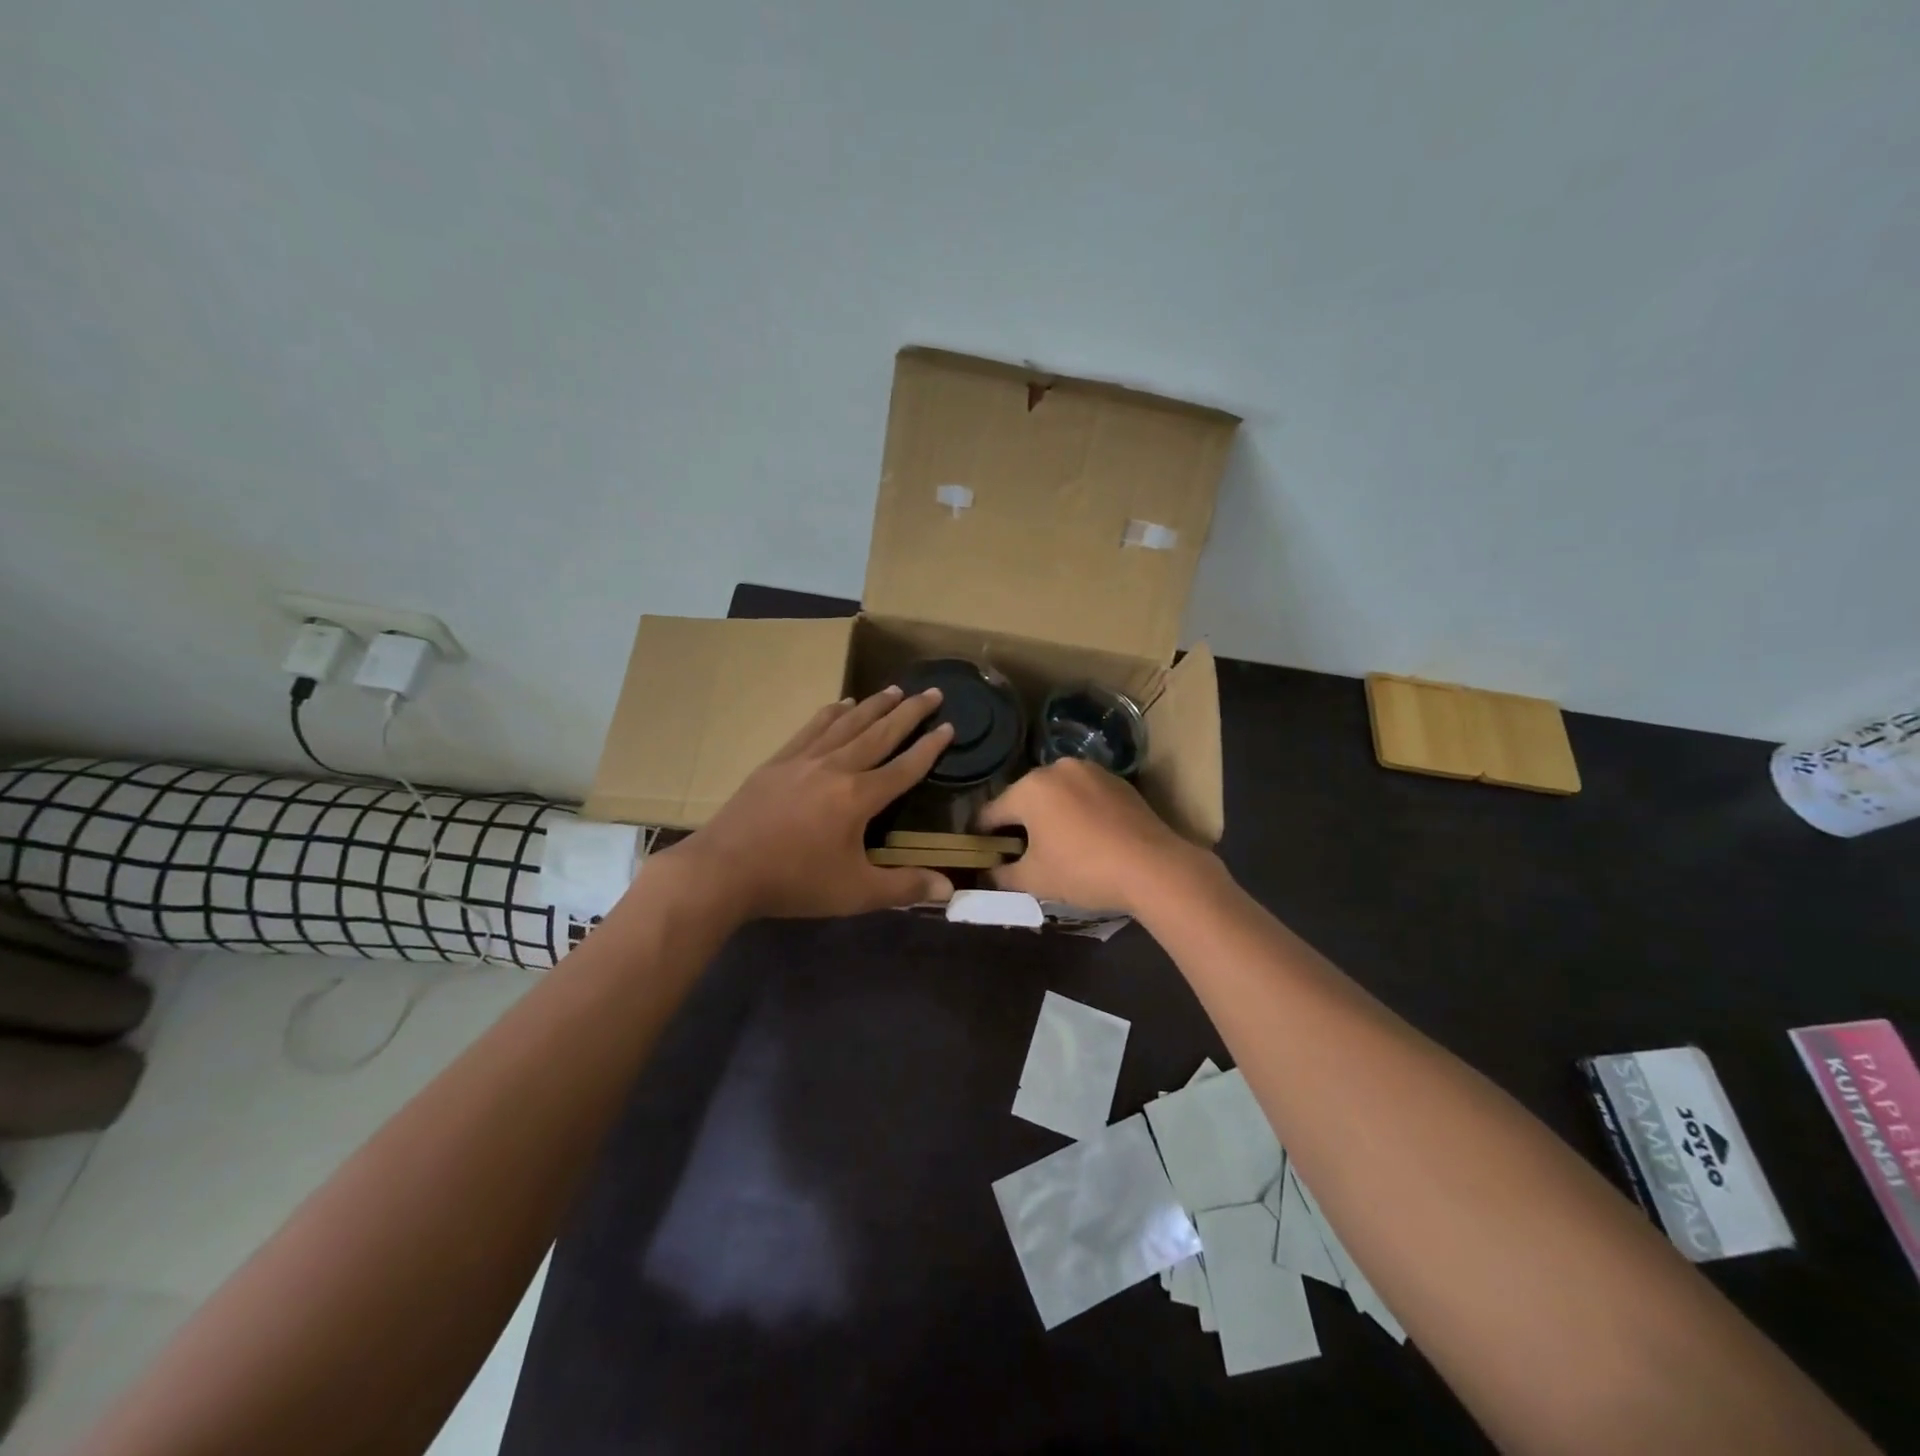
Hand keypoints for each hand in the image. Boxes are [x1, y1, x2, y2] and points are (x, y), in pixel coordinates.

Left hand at [663, 685, 955, 919]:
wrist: (723, 869)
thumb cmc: (794, 881)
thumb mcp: (855, 892)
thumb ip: (904, 887)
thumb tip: (949, 888)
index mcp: (858, 797)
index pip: (904, 768)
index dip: (930, 748)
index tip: (949, 726)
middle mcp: (836, 768)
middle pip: (880, 734)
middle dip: (909, 713)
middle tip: (931, 692)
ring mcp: (803, 760)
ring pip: (847, 724)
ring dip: (873, 705)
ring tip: (894, 689)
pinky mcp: (778, 762)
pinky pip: (812, 728)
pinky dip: (831, 713)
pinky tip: (841, 703)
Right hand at [975, 759, 1202, 915]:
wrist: (1153, 867)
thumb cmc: (1083, 870)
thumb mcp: (1034, 880)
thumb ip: (1001, 874)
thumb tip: (988, 872)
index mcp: (1029, 788)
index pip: (990, 813)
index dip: (982, 837)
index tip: (982, 855)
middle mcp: (1056, 768)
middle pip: (1023, 799)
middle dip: (1018, 824)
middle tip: (1021, 854)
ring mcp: (1090, 770)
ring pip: (1055, 794)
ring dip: (1049, 815)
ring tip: (1057, 846)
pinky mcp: (1117, 780)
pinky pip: (1083, 794)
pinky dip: (1077, 812)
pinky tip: (1087, 837)